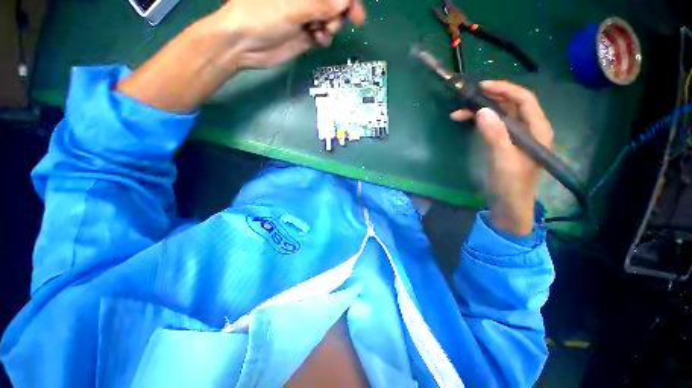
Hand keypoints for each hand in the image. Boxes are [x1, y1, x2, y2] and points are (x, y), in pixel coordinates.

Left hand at [218, 0, 365, 67]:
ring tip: (319, 32)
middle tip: (333, 25)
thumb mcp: (290, 9)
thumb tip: (344, 3)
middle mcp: (306, 0)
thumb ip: (319, 5)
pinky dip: (324, 38)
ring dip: (331, 26)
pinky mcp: (306, 35)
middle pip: (334, 4)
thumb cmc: (260, 17)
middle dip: (339, 14)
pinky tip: (317, 39)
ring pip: (331, 19)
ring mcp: (306, 17)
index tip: (356, 13)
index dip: (347, 0)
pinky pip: (324, 35)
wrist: (243, 45)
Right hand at [451, 81, 552, 234]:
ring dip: (480, 111)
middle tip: (466, 98)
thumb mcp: (502, 159)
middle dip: (489, 99)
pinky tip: (466, 122)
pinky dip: (479, 122)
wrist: (508, 204)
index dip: (505, 89)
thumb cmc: (510, 184)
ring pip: (500, 115)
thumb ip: (495, 135)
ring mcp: (516, 137)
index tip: (482, 86)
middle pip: (511, 105)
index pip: (524, 100)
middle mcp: (529, 129)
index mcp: (537, 130)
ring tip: (458, 113)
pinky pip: (493, 126)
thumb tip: (482, 111)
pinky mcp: (504, 144)